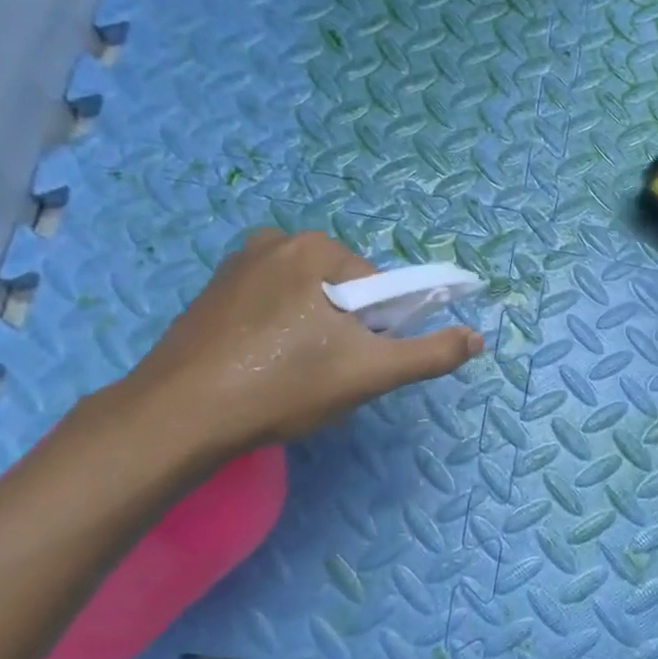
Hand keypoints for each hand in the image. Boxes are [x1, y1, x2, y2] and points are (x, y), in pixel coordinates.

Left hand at [117, 229, 483, 457]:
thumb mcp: (370, 372)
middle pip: (342, 293)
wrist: (180, 416)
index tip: (354, 365)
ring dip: (313, 337)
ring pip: (306, 303)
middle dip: (344, 334)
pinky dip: (278, 336)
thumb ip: (429, 353)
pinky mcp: (211, 293)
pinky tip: (262, 371)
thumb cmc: (283, 385)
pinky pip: (270, 309)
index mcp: (316, 249)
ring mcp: (236, 265)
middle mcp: (275, 241)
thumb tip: (477, 338)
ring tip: (290, 380)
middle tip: (323, 378)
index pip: (378, 289)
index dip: (378, 331)